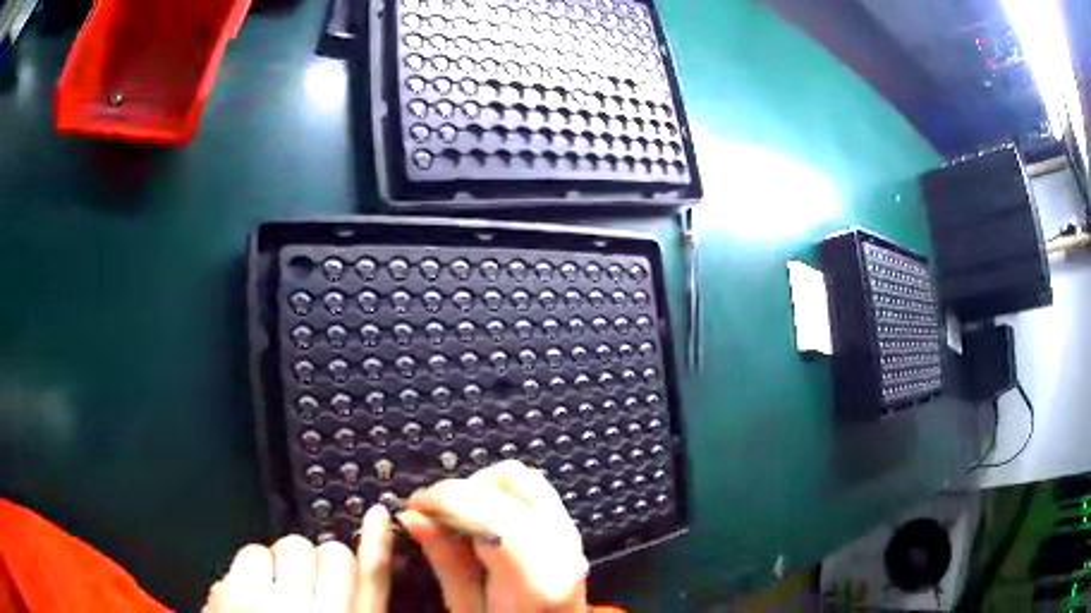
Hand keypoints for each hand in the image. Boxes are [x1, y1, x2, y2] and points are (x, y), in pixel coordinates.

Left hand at [204, 505, 393, 612]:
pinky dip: (251, 567)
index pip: (373, 578)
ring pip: (292, 545)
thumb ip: (351, 610)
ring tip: (273, 590)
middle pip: (333, 554)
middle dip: (317, 564)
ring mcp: (278, 602)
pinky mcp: (239, 593)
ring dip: (283, 562)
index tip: (378, 516)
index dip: (378, 543)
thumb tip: (348, 577)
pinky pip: (253, 551)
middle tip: (302, 586)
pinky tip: (248, 592)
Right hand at [400, 460, 588, 612]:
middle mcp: (561, 544)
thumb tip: (412, 515)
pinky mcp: (570, 531)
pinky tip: (481, 521)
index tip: (414, 506)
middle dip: (462, 489)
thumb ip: (446, 563)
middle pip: (509, 480)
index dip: (443, 496)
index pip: (487, 506)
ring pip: (523, 478)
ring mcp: (571, 534)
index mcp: (534, 574)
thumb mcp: (468, 611)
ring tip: (456, 517)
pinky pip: (534, 492)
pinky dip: (501, 495)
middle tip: (433, 513)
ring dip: (482, 488)